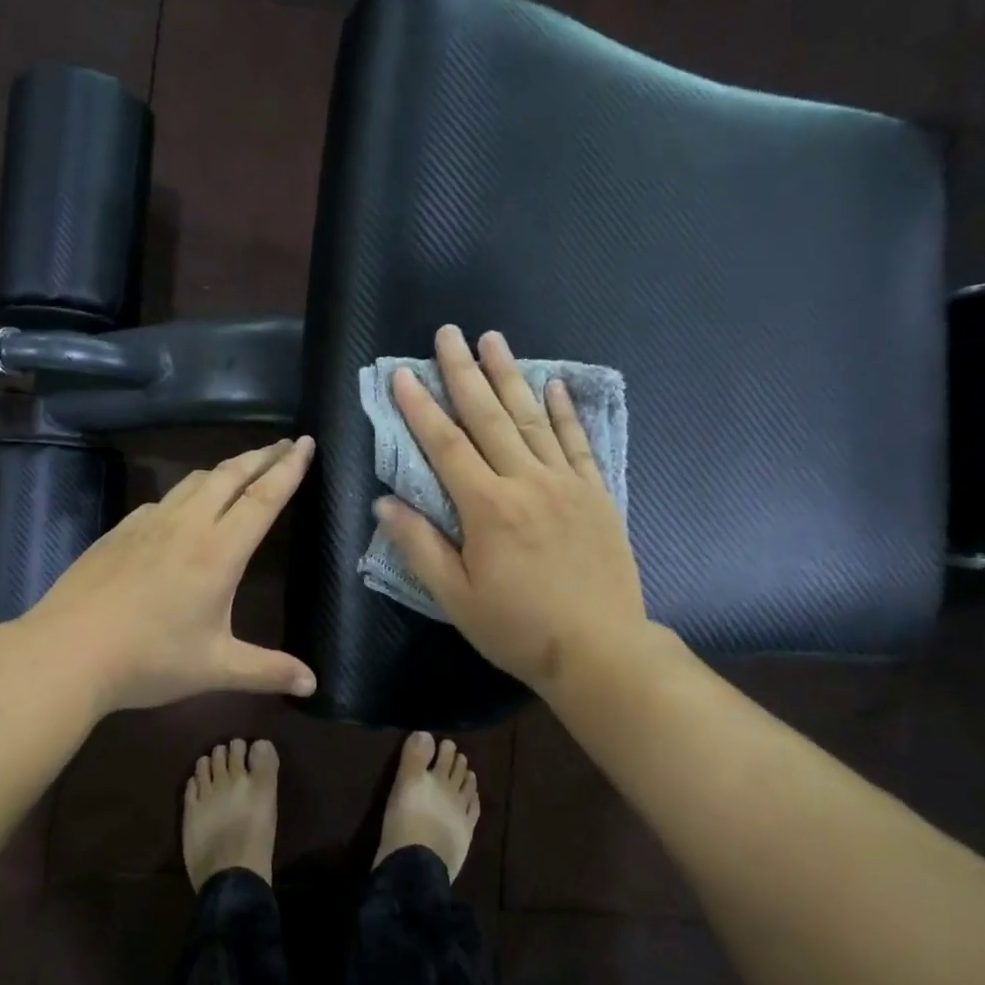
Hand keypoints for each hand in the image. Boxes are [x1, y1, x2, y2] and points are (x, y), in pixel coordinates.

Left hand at [22, 437, 318, 715]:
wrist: (66, 652)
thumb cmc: (149, 660)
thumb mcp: (215, 668)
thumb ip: (267, 670)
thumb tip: (313, 685)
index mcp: (219, 552)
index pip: (263, 498)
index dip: (288, 468)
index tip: (307, 442)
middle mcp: (188, 525)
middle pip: (231, 475)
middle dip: (262, 455)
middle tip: (285, 443)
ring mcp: (149, 522)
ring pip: (196, 480)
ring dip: (227, 467)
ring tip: (244, 467)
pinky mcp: (121, 530)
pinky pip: (166, 498)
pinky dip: (190, 490)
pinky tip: (185, 506)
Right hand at [376, 326, 654, 696]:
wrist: (600, 650)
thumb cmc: (518, 628)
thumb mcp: (456, 598)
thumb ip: (419, 546)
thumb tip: (384, 502)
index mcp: (487, 508)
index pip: (445, 446)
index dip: (420, 409)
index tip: (402, 375)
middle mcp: (526, 483)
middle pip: (489, 417)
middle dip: (463, 373)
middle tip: (448, 333)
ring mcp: (566, 484)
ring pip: (532, 419)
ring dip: (510, 376)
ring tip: (493, 340)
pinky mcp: (596, 494)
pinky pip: (577, 443)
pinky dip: (566, 411)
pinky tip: (555, 384)